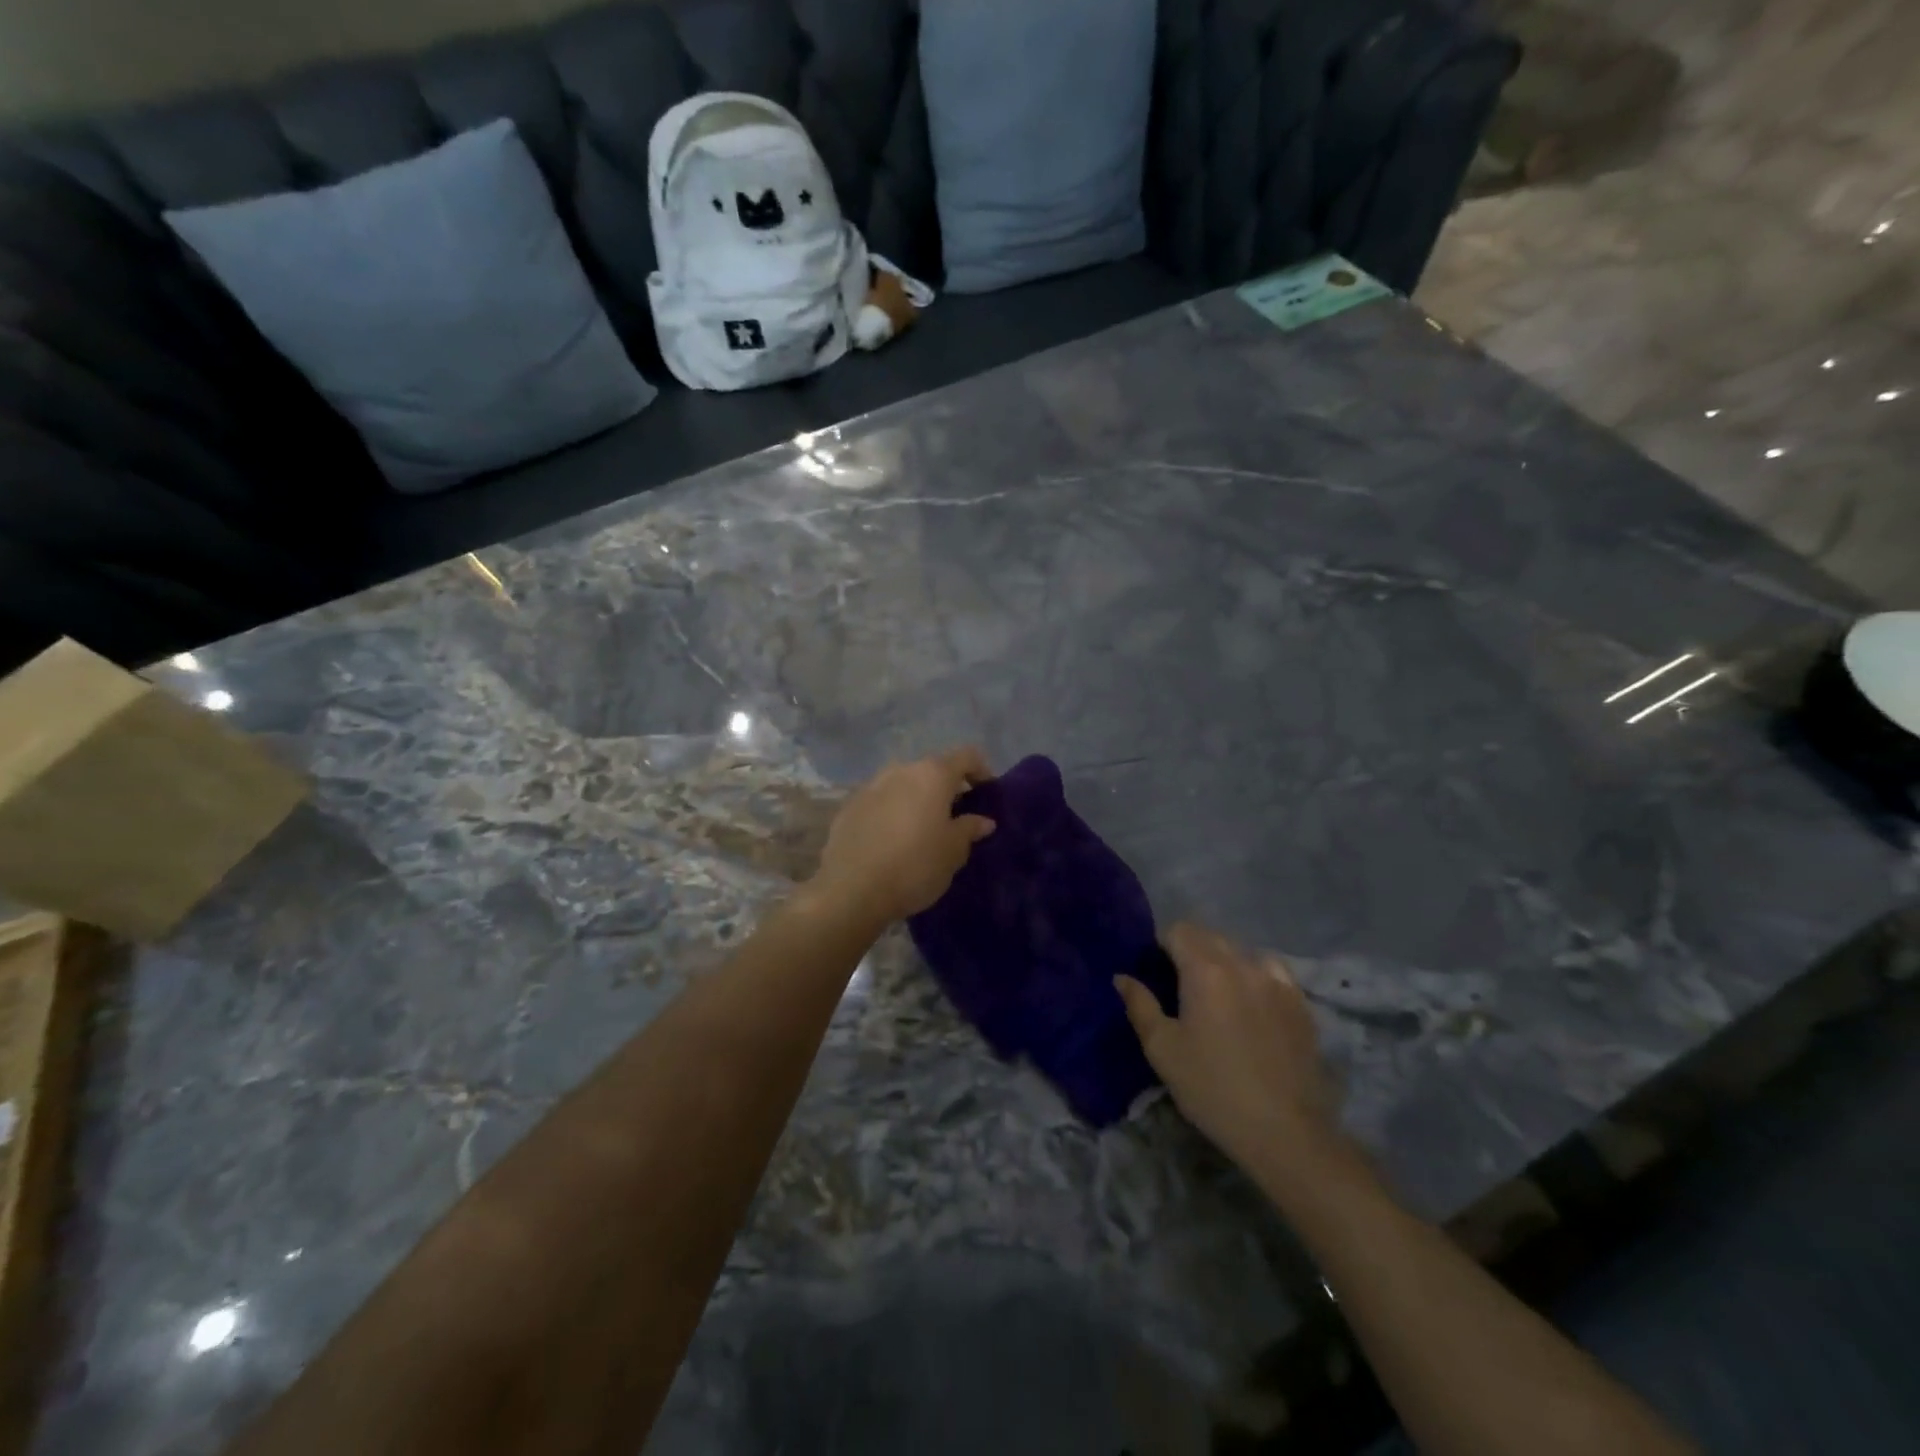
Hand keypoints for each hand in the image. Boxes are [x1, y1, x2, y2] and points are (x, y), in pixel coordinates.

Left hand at [810, 747, 995, 923]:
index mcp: (932, 774)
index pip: (967, 756)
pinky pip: (880, 801)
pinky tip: (892, 840)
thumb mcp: (953, 852)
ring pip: (903, 784)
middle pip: (932, 769)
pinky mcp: (849, 806)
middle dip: (947, 788)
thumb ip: (969, 829)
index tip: (987, 795)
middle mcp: (901, 770)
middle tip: (956, 818)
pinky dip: (893, 812)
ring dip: (917, 799)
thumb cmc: (915, 866)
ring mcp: (871, 785)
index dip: (981, 771)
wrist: (852, 890)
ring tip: (923, 830)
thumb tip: (982, 820)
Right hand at [1116, 923, 1342, 1177]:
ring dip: (1224, 960)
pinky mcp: (1301, 1003)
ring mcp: (1278, 981)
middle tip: (1179, 985)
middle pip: (1211, 936)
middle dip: (1190, 949)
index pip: (1179, 930)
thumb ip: (1140, 1005)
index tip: (1156, 972)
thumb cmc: (1212, 1088)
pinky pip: (1272, 972)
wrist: (1285, 1132)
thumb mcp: (1162, 1049)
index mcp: (1206, 970)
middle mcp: (1243, 964)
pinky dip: (1256, 975)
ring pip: (1243, 951)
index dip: (1161, 944)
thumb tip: (1122, 977)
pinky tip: (1252, 1003)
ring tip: (1218, 994)